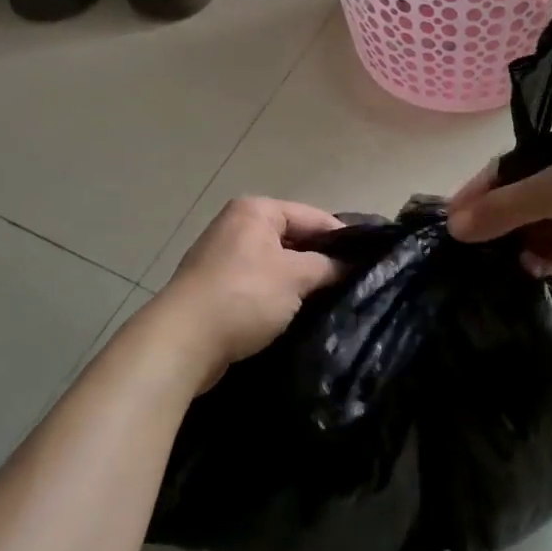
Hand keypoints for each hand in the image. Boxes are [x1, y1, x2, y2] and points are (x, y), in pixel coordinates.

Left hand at [152, 197, 344, 389]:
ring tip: (329, 300)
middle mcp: (236, 225)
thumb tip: (351, 265)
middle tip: (352, 282)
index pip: (312, 216)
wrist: (183, 340)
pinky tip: (295, 314)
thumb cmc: (245, 295)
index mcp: (256, 210)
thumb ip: (327, 266)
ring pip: (275, 264)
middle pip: (293, 238)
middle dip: (319, 260)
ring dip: (298, 282)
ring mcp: (222, 257)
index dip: (342, 237)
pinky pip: (257, 284)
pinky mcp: (215, 288)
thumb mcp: (296, 276)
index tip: (368, 260)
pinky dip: (276, 296)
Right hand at [446, 134, 551, 290]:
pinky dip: (536, 262)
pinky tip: (527, 271)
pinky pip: (549, 255)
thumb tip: (455, 226)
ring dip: (510, 247)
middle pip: (512, 203)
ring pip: (528, 232)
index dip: (475, 194)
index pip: (502, 171)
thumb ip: (505, 207)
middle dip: (488, 225)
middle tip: (459, 252)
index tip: (448, 222)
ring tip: (485, 267)